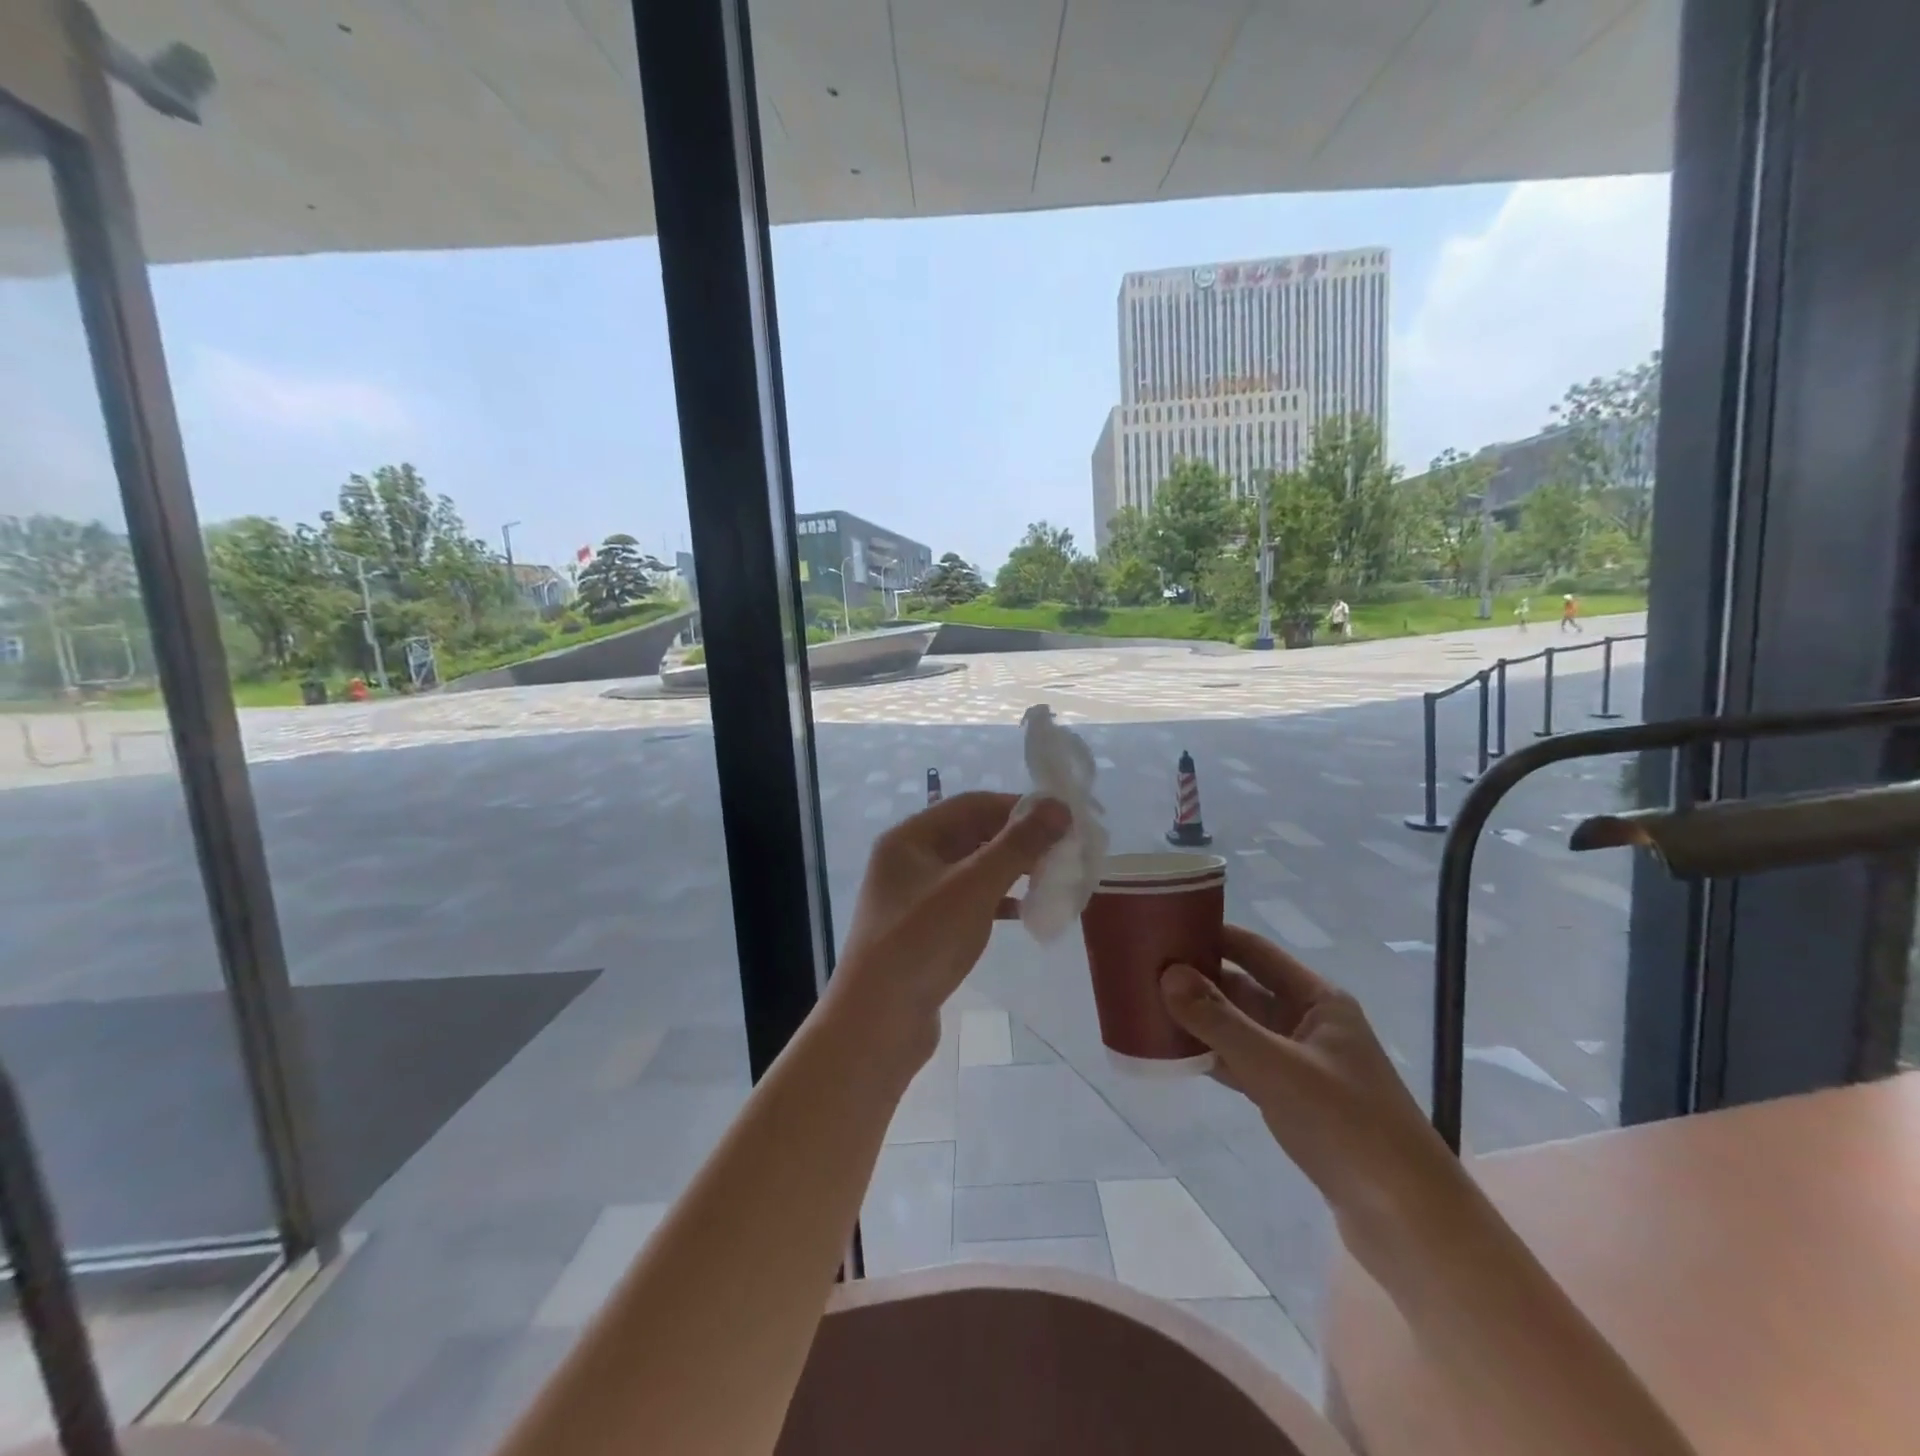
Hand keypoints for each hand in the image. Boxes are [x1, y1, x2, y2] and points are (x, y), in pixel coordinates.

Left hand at [829, 792, 1069, 1071]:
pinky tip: (1027, 913)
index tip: (1062, 819)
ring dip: (1011, 871)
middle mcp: (908, 860)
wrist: (876, 1025)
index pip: (971, 805)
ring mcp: (914, 897)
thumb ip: (1017, 845)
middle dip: (1018, 841)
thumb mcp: (974, 887)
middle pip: (972, 835)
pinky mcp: (924, 930)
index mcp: (909, 838)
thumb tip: (1059, 806)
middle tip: (1064, 851)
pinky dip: (998, 902)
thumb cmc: (922, 943)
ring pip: (972, 870)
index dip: (1018, 807)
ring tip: (1053, 879)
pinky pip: (968, 902)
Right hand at [1160, 926, 1463, 1263]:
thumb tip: (1167, 974)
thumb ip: (1220, 1021)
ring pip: (1239, 1027)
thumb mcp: (1277, 1068)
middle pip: (1243, 988)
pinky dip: (1211, 1057)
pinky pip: (1242, 1064)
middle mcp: (1308, 1022)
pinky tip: (1175, 1056)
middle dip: (1197, 979)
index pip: (1255, 951)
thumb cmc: (1348, 1128)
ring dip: (1200, 1020)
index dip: (1212, 934)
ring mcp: (1300, 1063)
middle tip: (1143, 971)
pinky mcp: (1293, 1100)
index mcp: (1317, 1000)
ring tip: (1148, 1007)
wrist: (1410, 1223)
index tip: (1164, 926)